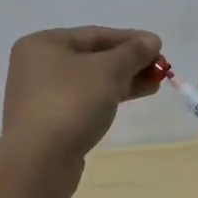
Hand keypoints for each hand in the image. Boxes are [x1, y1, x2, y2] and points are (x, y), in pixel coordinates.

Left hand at [0, 27, 162, 170]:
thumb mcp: (108, 71)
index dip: (130, 39)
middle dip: (129, 62)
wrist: (39, 162)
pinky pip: (84, 101)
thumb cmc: (71, 103)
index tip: (159, 46)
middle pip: (93, 57)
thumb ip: (132, 52)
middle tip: (160, 68)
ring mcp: (41, 96)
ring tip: (155, 84)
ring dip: (123, 80)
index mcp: (43, 44)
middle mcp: (38, 66)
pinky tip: (131, 99)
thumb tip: (152, 40)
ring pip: (90, 81)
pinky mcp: (49, 122)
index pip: (95, 34)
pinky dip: (108, 97)